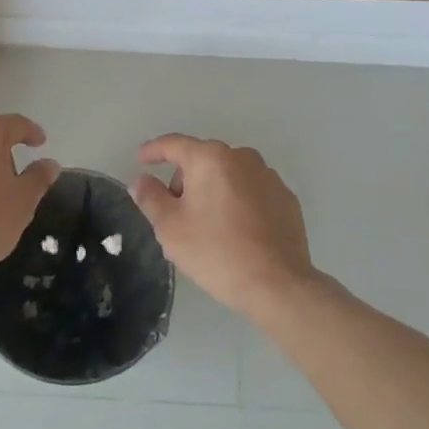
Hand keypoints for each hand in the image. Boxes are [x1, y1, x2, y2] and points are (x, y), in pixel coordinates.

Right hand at [130, 135, 313, 314]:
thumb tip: (142, 180)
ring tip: (207, 225)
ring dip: (212, 190)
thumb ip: (150, 197)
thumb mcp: (170, 227)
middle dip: (185, 179)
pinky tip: (236, 231)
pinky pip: (251, 192)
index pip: (173, 144)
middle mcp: (242, 157)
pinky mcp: (286, 199)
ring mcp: (269, 177)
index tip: (141, 161)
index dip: (153, 151)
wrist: (278, 285)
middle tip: (175, 211)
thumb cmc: (215, 251)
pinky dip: (238, 202)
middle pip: (202, 159)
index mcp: (210, 158)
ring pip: (229, 175)